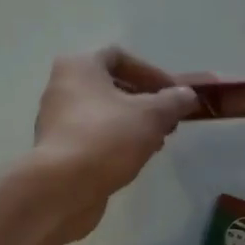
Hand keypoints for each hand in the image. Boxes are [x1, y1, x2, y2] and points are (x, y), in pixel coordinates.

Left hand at [32, 47, 197, 238]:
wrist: (62, 187)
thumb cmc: (106, 137)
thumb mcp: (151, 115)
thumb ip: (174, 101)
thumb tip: (187, 95)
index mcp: (79, 67)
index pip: (119, 57)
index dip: (151, 72)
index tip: (173, 93)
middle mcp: (62, 88)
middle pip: (111, 86)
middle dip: (144, 101)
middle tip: (169, 120)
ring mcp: (56, 121)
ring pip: (103, 114)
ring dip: (133, 124)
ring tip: (158, 141)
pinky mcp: (58, 150)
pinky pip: (93, 137)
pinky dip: (116, 142)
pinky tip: (135, 158)